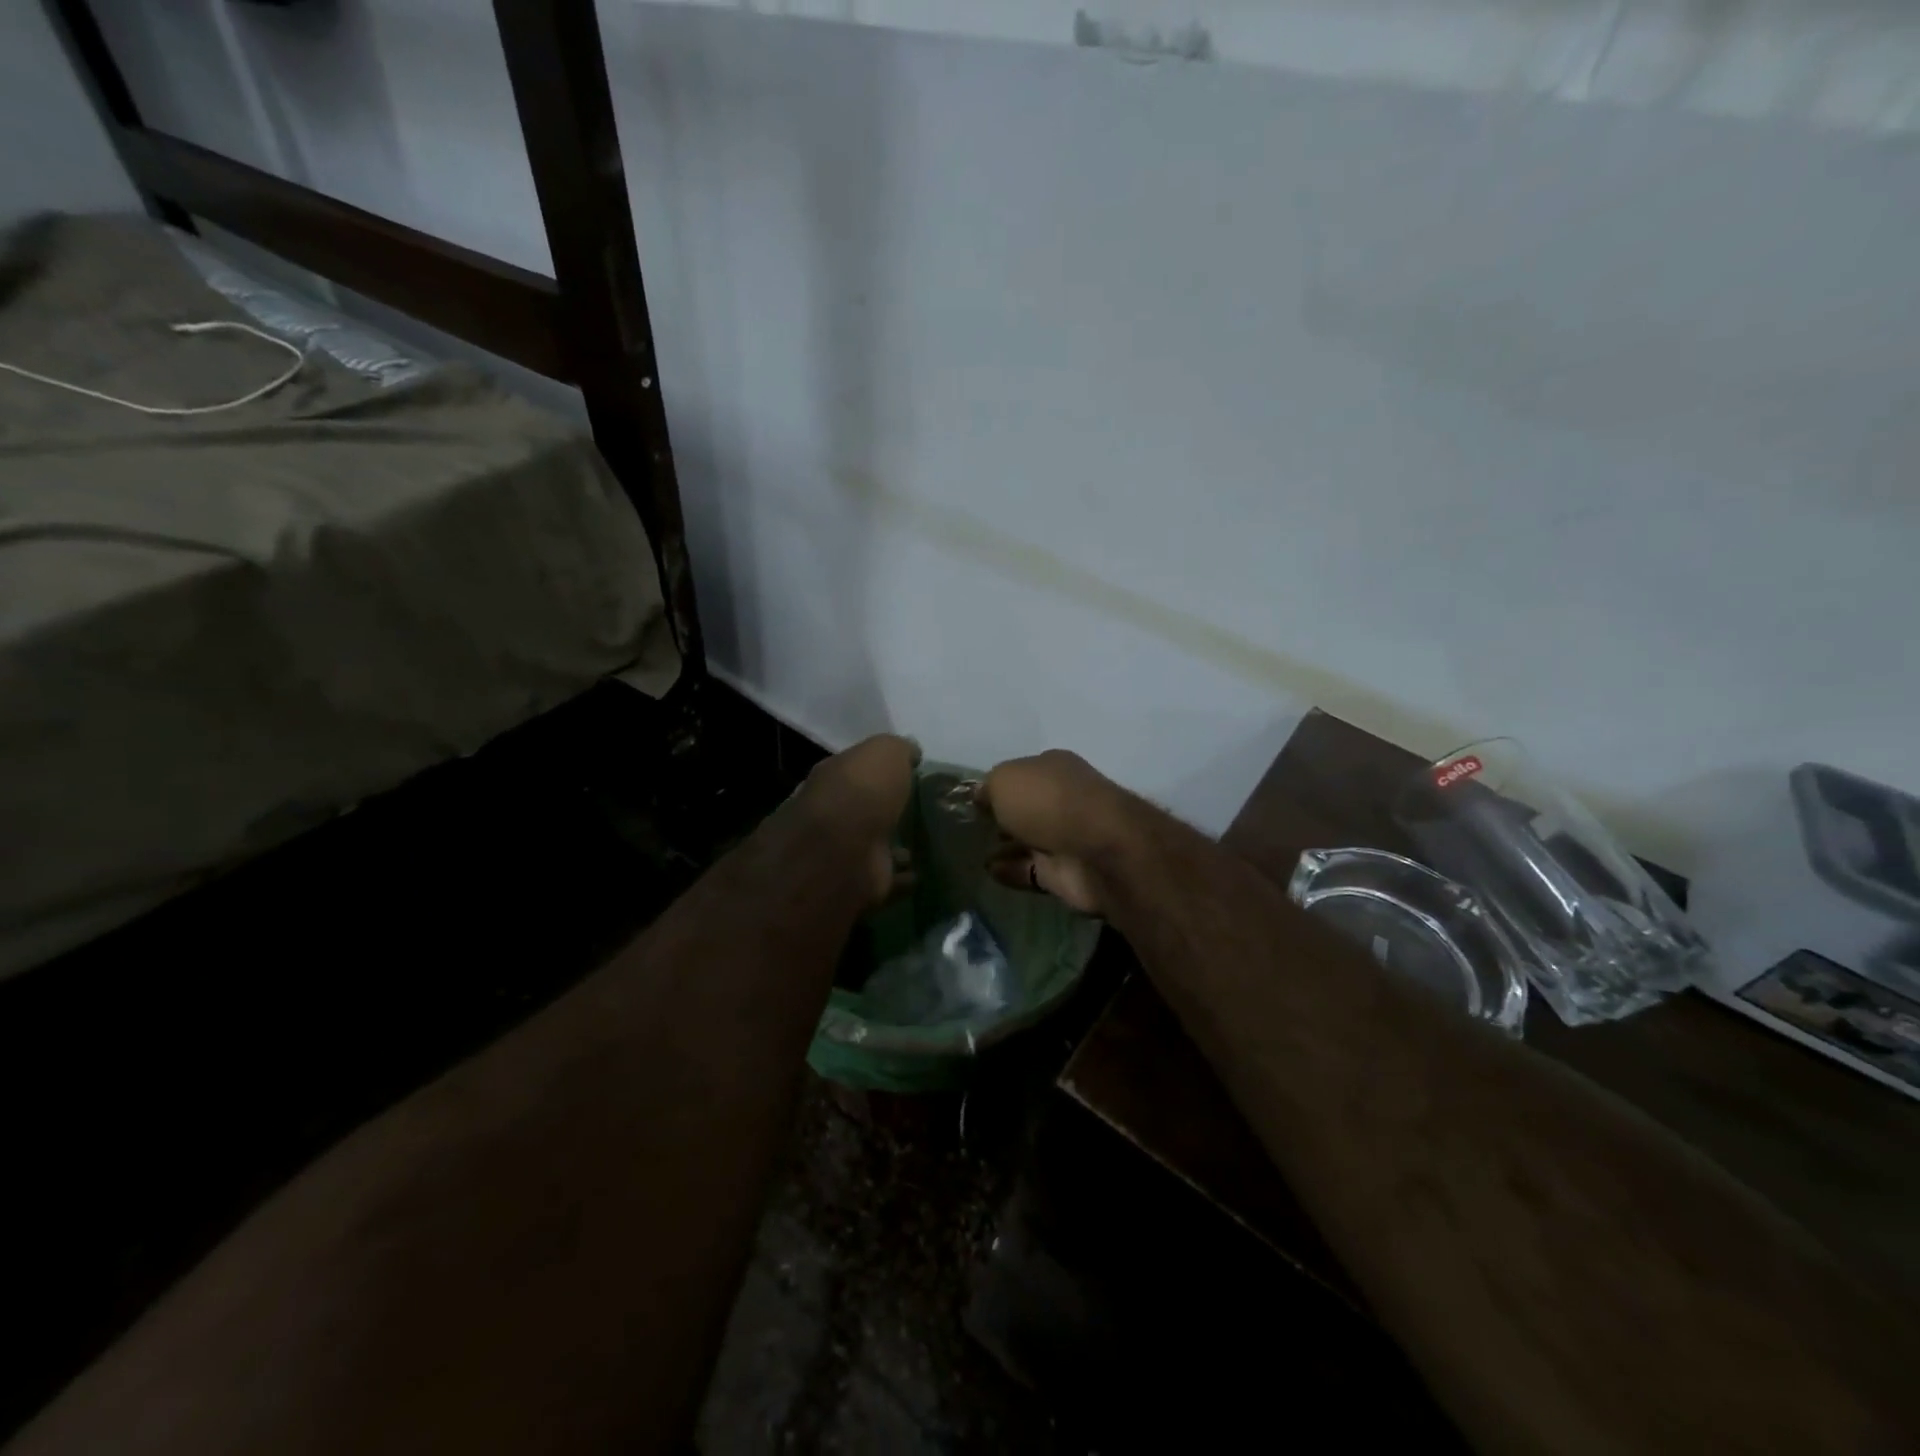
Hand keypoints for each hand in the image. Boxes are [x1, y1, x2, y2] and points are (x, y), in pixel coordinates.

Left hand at [795, 734, 919, 904]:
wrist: (843, 849)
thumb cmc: (862, 790)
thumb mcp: (885, 752)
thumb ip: (899, 749)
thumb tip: (911, 752)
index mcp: (834, 777)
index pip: (856, 769)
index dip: (879, 769)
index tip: (909, 773)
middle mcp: (833, 813)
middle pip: (864, 809)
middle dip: (885, 810)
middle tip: (920, 809)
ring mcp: (844, 852)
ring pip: (875, 845)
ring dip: (895, 846)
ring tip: (926, 843)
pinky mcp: (860, 883)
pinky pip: (888, 879)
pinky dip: (903, 877)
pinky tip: (923, 873)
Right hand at [979, 750, 1137, 915]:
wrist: (1096, 850)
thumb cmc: (1048, 801)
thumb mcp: (1005, 779)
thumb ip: (988, 787)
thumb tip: (981, 795)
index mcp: (1054, 768)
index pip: (1021, 773)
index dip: (998, 785)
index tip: (973, 800)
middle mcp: (1062, 799)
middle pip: (1027, 807)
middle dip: (1003, 815)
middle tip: (972, 826)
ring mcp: (1065, 838)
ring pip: (1029, 840)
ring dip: (1005, 845)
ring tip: (973, 851)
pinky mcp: (1065, 873)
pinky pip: (1031, 870)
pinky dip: (1011, 870)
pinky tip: (988, 871)